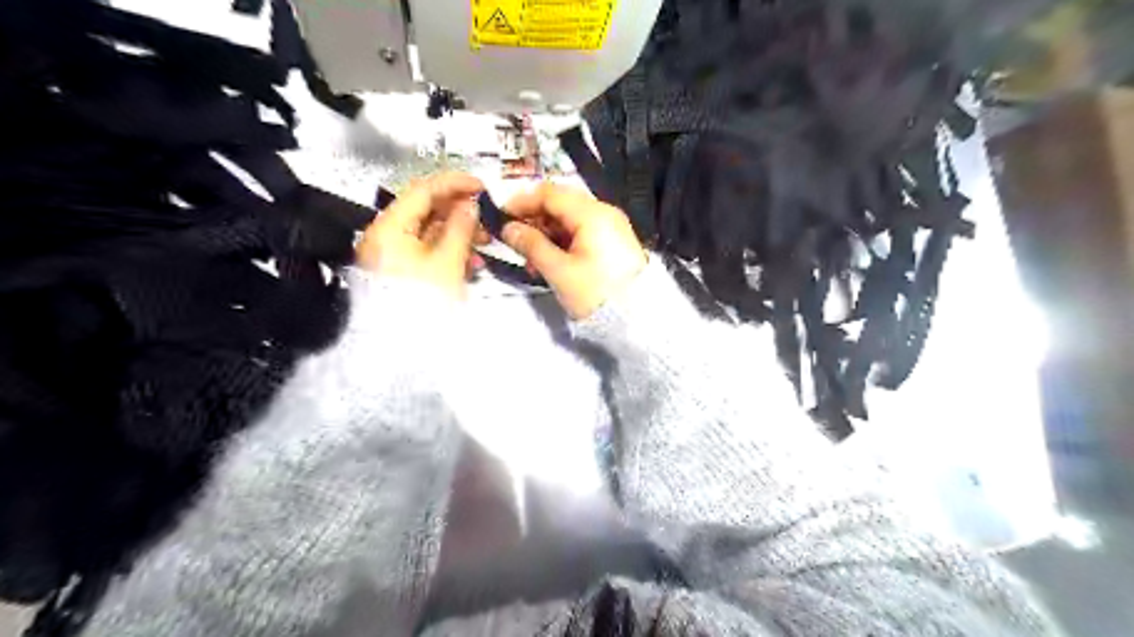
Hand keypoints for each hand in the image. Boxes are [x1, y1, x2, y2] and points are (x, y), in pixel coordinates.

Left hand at [356, 171, 485, 299]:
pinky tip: (469, 261)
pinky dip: (448, 251)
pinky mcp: (400, 271)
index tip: (480, 186)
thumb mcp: (447, 261)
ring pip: (429, 231)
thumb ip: (461, 228)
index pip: (423, 190)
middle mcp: (385, 235)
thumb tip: (470, 205)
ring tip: (483, 243)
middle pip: (425, 210)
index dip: (454, 183)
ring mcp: (391, 254)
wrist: (400, 348)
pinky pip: (426, 251)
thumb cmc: (421, 301)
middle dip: (458, 211)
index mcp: (390, 227)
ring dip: (458, 233)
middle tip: (485, 217)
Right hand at [500, 181, 641, 318]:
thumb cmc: (595, 293)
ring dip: (546, 235)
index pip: (549, 193)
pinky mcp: (613, 243)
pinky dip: (563, 243)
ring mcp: (611, 227)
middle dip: (534, 221)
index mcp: (592, 213)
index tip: (501, 217)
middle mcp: (604, 212)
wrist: (637, 319)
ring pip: (569, 220)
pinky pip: (582, 233)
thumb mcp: (559, 271)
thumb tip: (508, 228)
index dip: (522, 202)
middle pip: (560, 204)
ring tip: (531, 261)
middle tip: (514, 243)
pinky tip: (550, 263)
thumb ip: (531, 245)